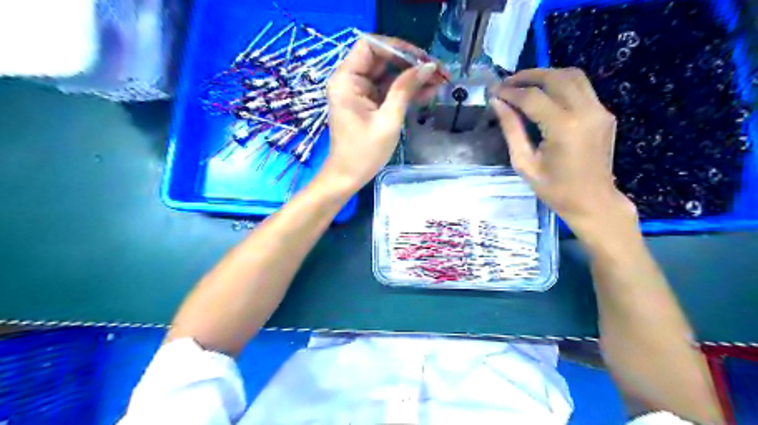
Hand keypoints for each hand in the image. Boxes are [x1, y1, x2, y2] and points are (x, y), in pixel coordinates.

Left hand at [323, 34, 444, 192]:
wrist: (348, 178)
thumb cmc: (364, 153)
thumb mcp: (388, 120)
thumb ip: (405, 90)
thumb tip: (428, 67)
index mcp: (346, 80)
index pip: (370, 46)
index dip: (398, 48)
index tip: (422, 59)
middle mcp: (350, 81)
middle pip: (382, 59)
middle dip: (411, 64)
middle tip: (438, 71)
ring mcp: (359, 93)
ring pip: (388, 75)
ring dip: (412, 78)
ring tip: (440, 82)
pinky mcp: (367, 104)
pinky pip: (388, 90)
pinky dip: (406, 91)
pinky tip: (428, 92)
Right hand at [488, 69, 635, 237]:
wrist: (593, 201)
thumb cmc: (554, 189)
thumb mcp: (524, 163)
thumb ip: (511, 130)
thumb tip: (497, 103)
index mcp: (564, 128)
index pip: (532, 97)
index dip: (510, 92)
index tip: (494, 91)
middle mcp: (586, 111)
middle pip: (555, 77)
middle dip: (528, 76)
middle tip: (507, 83)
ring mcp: (600, 110)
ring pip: (572, 76)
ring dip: (546, 75)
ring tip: (524, 84)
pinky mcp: (605, 113)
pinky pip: (582, 88)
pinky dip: (561, 85)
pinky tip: (545, 95)